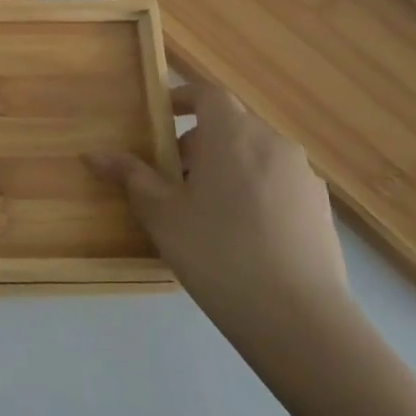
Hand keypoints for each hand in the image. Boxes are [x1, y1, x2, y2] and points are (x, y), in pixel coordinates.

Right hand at [87, 81, 348, 339]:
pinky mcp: (321, 211)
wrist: (301, 321)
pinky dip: (254, 192)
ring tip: (205, 210)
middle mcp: (273, 143)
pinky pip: (277, 184)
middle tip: (172, 178)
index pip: (206, 94)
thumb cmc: (218, 252)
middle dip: (198, 143)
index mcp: (233, 134)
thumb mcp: (161, 213)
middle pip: (230, 126)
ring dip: (227, 168)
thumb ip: (130, 176)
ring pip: (255, 156)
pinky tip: (241, 236)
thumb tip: (95, 154)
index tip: (159, 119)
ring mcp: (303, 178)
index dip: (181, 99)